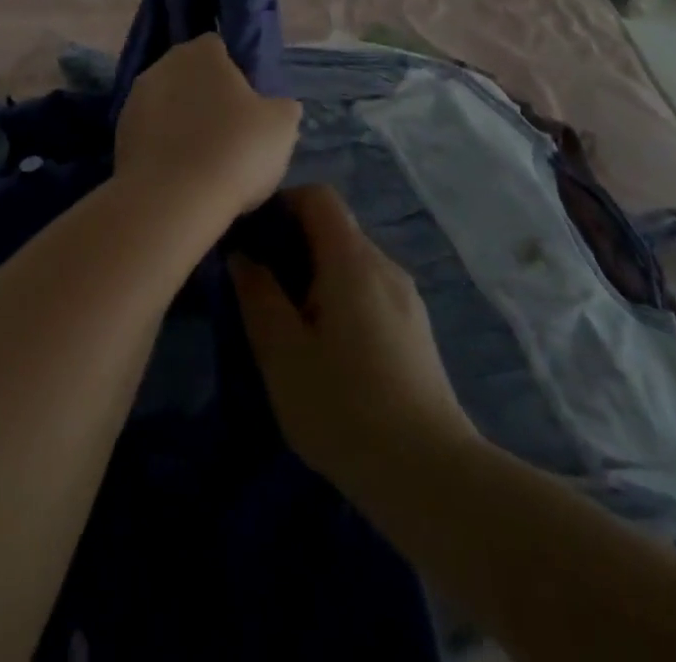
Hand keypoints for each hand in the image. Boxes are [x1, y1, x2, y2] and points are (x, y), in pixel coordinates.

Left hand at [114, 34, 300, 220]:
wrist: (173, 198)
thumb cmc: (235, 150)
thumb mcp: (282, 126)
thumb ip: (281, 106)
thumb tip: (277, 105)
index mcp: (202, 52)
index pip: (219, 48)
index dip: (234, 73)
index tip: (247, 104)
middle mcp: (163, 64)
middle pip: (189, 74)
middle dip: (204, 95)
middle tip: (227, 131)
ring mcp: (135, 98)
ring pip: (166, 102)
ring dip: (180, 120)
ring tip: (202, 157)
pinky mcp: (119, 132)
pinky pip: (149, 131)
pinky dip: (162, 144)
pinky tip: (178, 171)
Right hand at [229, 185, 478, 488]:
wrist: (433, 479)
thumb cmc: (345, 407)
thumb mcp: (282, 353)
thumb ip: (257, 295)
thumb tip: (242, 257)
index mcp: (352, 260)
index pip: (318, 196)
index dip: (282, 203)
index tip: (253, 237)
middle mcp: (385, 266)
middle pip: (334, 229)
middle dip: (293, 246)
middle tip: (261, 288)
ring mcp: (407, 300)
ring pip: (351, 264)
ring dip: (316, 278)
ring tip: (290, 325)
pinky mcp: (416, 332)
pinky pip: (369, 293)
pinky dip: (341, 301)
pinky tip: (329, 353)